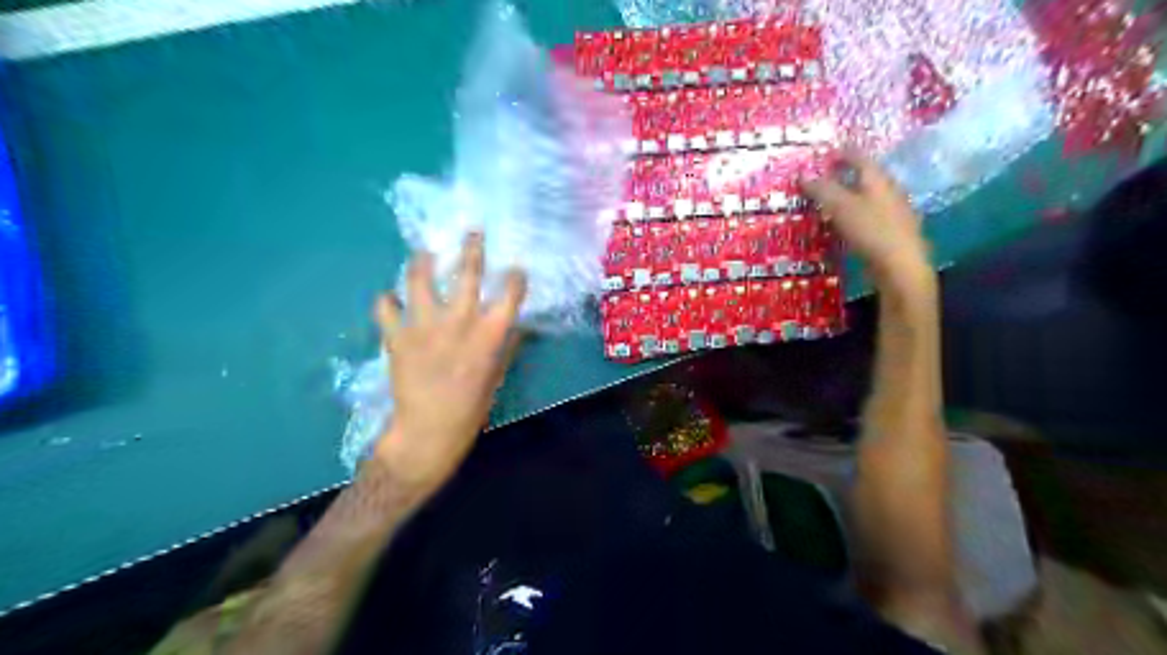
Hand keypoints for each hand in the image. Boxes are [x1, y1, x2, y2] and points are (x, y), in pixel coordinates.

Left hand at [375, 233, 523, 494]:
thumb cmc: (472, 405)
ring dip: (421, 261)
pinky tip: (390, 300)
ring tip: (423, 254)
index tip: (514, 270)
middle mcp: (459, 320)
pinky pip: (386, 306)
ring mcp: (425, 325)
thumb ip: (507, 345)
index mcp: (490, 332)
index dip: (515, 276)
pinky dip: (387, 301)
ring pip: (419, 278)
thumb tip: (517, 325)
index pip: (510, 292)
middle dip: (472, 247)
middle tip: (472, 232)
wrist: (429, 430)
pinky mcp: (397, 335)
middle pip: (467, 272)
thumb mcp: (497, 375)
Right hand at [808, 152, 935, 294]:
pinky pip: (868, 217)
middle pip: (864, 177)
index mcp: (878, 179)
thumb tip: (802, 175)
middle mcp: (888, 191)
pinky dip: (852, 216)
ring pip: (866, 198)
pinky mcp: (890, 233)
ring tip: (826, 204)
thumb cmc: (871, 230)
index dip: (841, 154)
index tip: (824, 155)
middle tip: (821, 180)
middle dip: (843, 176)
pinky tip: (842, 226)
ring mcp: (892, 212)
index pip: (859, 157)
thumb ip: (821, 190)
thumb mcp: (840, 207)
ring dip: (847, 198)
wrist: (900, 266)